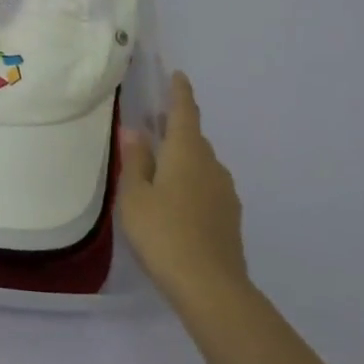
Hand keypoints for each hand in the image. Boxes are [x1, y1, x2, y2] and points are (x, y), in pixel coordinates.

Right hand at [117, 71, 249, 314]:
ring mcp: (225, 192)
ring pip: (201, 164)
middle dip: (176, 129)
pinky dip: (191, 182)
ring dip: (183, 158)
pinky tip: (175, 201)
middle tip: (153, 126)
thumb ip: (135, 160)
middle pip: (194, 138)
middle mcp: (211, 165)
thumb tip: (134, 130)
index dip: (180, 92)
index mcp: (187, 152)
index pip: (185, 112)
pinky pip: (207, 186)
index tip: (177, 75)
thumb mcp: (135, 195)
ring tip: (160, 167)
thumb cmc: (163, 233)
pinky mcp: (229, 217)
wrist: (210, 287)